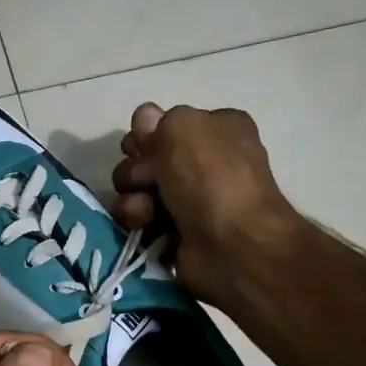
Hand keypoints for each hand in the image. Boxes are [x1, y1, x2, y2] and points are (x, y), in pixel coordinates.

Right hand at [111, 103, 305, 307]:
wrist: (233, 246)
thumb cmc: (212, 178)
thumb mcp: (184, 126)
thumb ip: (159, 119)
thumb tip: (145, 122)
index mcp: (217, 130)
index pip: (165, 124)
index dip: (146, 135)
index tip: (143, 147)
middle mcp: (205, 163)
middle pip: (145, 158)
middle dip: (136, 169)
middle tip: (146, 181)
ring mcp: (190, 201)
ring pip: (136, 190)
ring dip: (132, 198)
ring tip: (145, 211)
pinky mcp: (175, 233)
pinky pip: (139, 220)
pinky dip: (136, 222)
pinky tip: (145, 227)